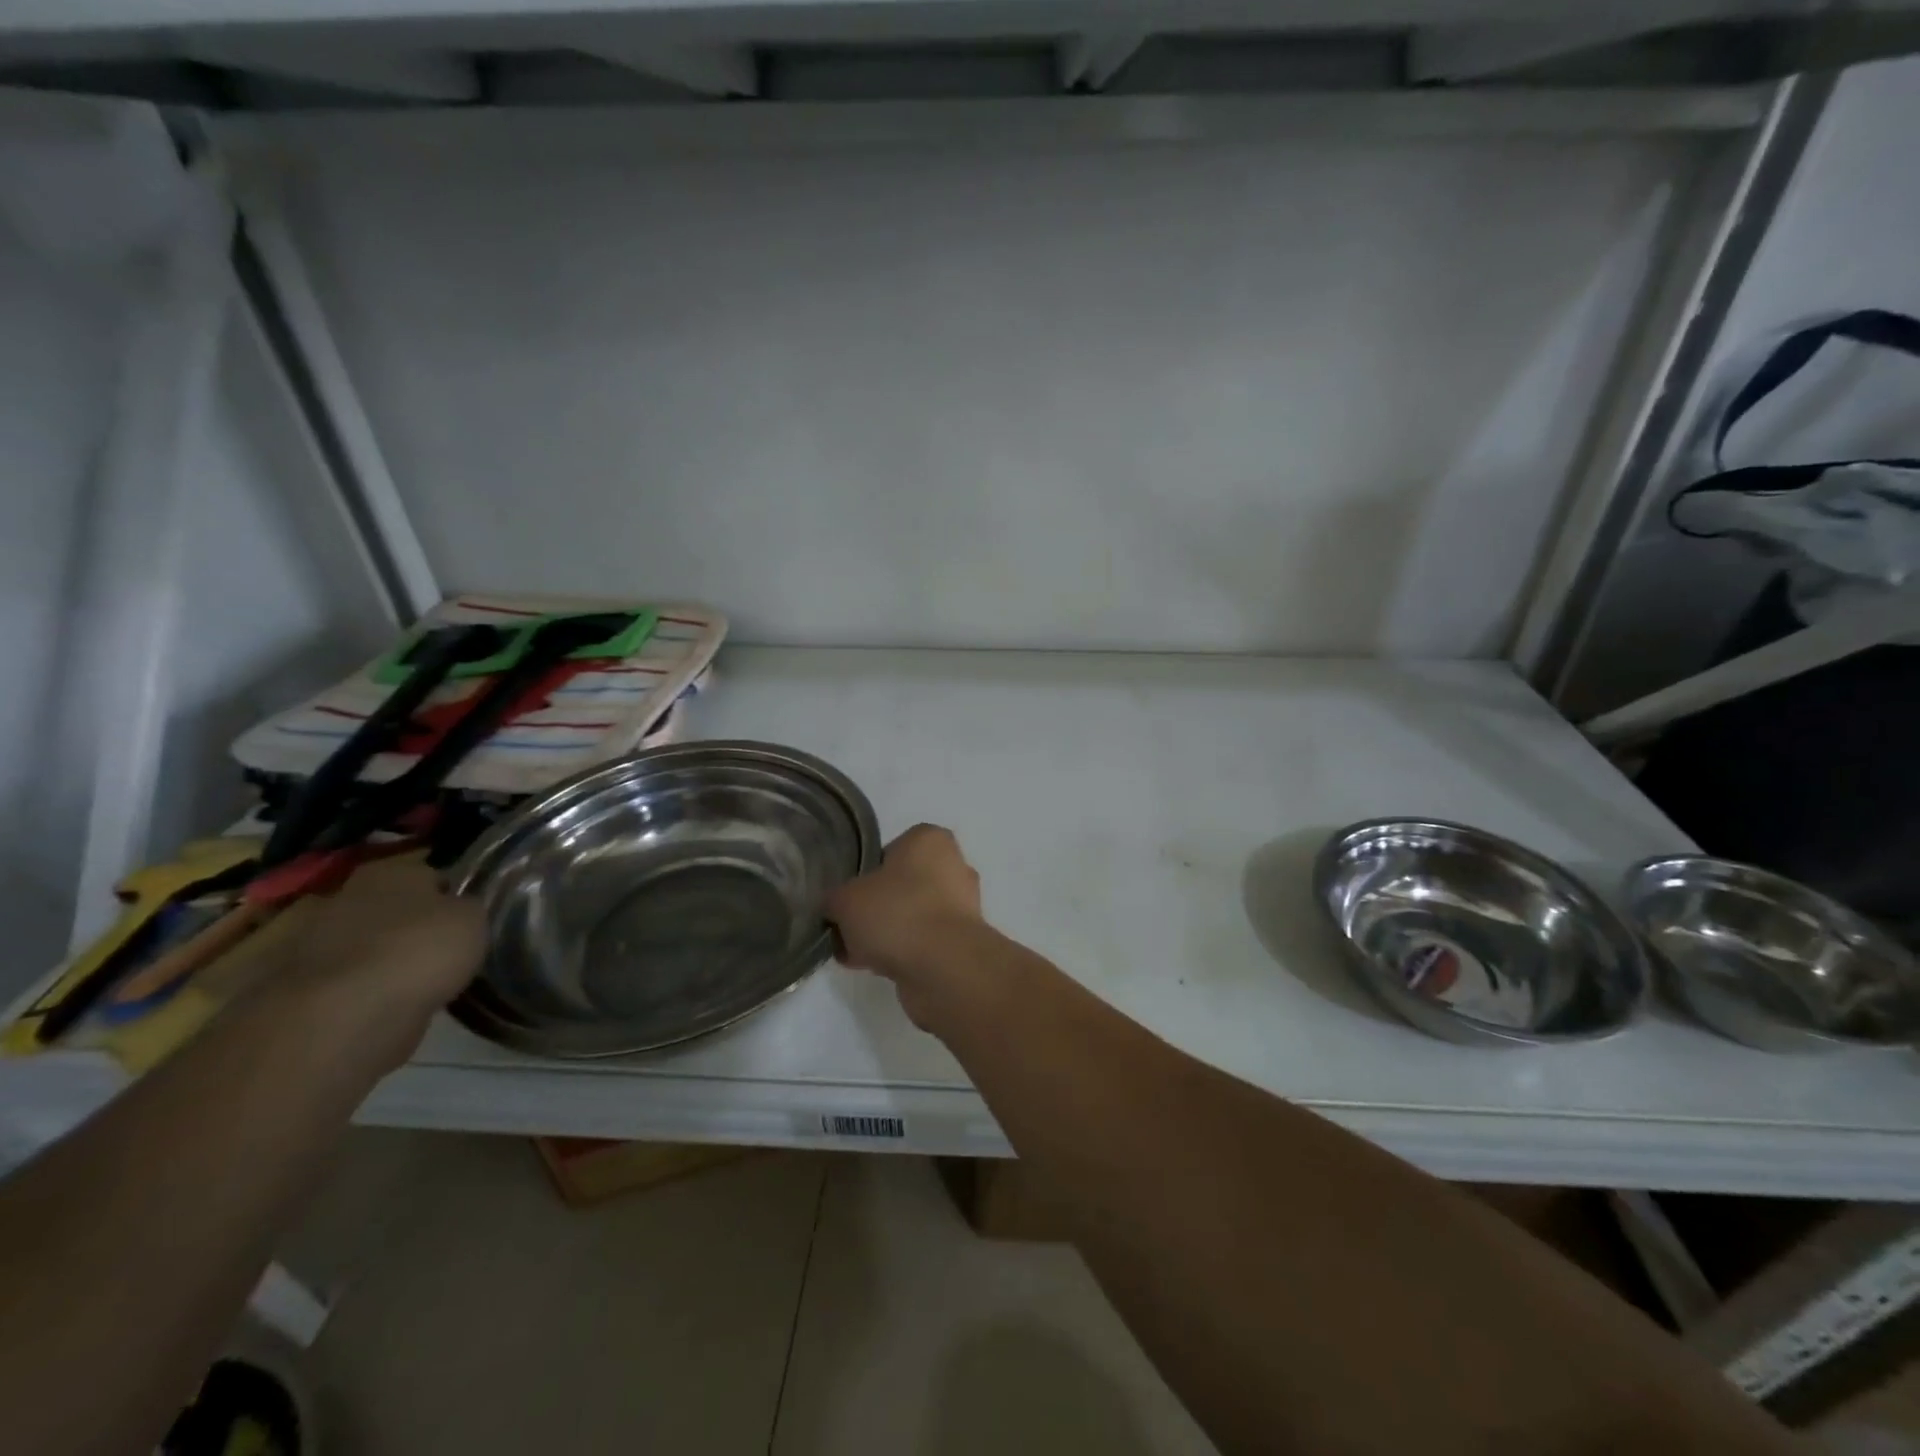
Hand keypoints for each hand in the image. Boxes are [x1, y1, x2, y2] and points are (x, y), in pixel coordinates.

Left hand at [275, 855, 485, 1034]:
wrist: (341, 1019)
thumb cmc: (418, 952)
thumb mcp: (474, 920)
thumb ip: (469, 908)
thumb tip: (462, 909)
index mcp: (390, 872)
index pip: (432, 875)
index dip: (453, 896)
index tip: (469, 920)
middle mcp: (347, 897)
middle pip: (394, 909)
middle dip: (413, 926)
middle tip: (444, 951)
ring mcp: (316, 944)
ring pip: (369, 946)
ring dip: (388, 960)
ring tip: (421, 985)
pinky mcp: (301, 988)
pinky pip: (350, 984)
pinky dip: (368, 993)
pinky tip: (392, 1007)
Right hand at [826, 824, 984, 993]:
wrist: (944, 967)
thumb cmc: (897, 914)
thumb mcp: (845, 900)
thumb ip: (835, 899)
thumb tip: (835, 908)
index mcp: (930, 840)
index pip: (890, 850)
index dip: (865, 874)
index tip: (848, 897)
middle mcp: (953, 866)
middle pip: (901, 886)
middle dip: (875, 908)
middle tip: (849, 929)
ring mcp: (962, 906)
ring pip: (911, 916)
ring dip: (886, 934)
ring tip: (858, 954)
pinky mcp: (963, 942)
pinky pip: (923, 942)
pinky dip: (902, 953)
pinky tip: (877, 969)